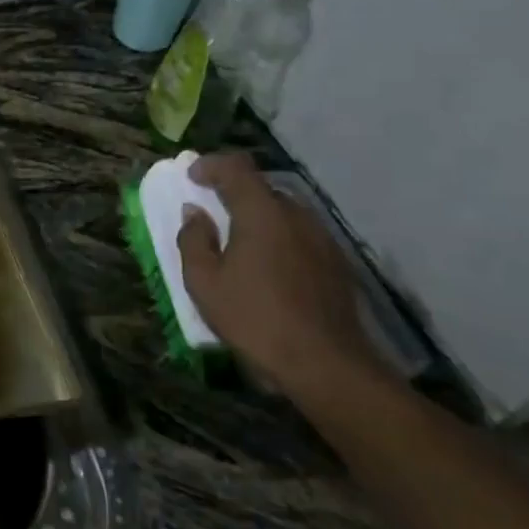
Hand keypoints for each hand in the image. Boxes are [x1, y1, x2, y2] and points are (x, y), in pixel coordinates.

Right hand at [177, 153, 387, 404]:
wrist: (326, 364)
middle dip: (234, 194)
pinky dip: (280, 239)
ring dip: (258, 218)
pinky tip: (270, 270)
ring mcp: (322, 238)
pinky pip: (300, 236)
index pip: (236, 167)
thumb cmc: (254, 318)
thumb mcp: (204, 282)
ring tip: (240, 245)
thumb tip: (195, 213)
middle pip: (261, 188)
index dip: (210, 165)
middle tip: (212, 214)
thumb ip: (194, 240)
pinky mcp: (337, 262)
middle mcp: (296, 214)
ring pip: (283, 213)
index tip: (192, 177)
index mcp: (261, 212)